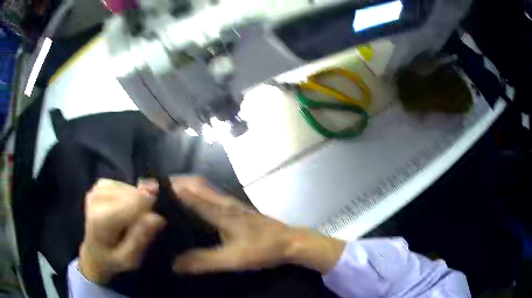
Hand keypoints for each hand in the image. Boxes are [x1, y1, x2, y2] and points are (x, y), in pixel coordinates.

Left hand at [79, 179, 165, 283]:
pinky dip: (129, 195)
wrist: (93, 252)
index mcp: (102, 219)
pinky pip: (123, 184)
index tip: (158, 224)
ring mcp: (96, 189)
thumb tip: (157, 217)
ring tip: (132, 219)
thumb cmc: (113, 260)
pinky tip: (125, 208)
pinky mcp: (99, 185)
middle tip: (142, 226)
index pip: (135, 202)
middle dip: (144, 207)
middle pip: (134, 194)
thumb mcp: (129, 259)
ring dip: (137, 202)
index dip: (151, 210)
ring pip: (130, 188)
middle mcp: (97, 199)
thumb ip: (140, 239)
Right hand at [170, 177, 345, 273]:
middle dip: (172, 182)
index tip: (147, 188)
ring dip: (183, 186)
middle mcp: (223, 202)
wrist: (290, 242)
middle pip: (194, 183)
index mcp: (220, 211)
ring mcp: (230, 203)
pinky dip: (194, 194)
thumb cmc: (263, 249)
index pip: (188, 194)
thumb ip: (204, 261)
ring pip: (202, 187)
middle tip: (153, 188)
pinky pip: (209, 195)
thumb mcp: (233, 259)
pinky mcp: (235, 208)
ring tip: (165, 194)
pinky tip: (189, 205)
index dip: (167, 189)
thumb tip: (174, 263)